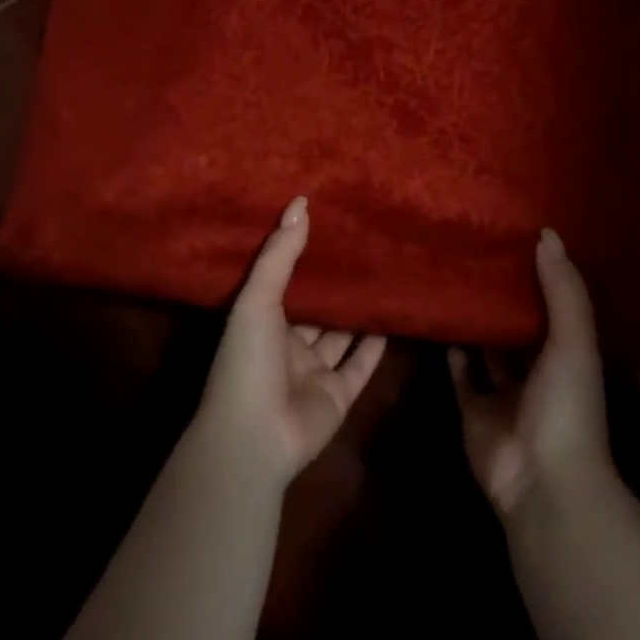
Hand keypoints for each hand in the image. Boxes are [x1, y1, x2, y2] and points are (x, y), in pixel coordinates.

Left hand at [196, 197, 387, 487]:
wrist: (255, 436)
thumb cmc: (248, 360)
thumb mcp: (258, 299)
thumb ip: (281, 254)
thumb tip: (301, 203)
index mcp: (262, 324)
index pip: (284, 285)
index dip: (302, 260)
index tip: (327, 228)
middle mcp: (287, 347)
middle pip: (315, 311)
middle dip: (334, 286)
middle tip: (363, 248)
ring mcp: (313, 374)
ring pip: (340, 336)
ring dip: (356, 313)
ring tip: (382, 277)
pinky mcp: (338, 396)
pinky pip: (360, 366)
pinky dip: (375, 346)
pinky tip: (392, 318)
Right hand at [449, 228, 613, 516]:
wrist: (541, 480)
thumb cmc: (566, 404)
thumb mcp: (573, 340)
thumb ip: (563, 289)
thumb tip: (547, 234)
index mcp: (568, 354)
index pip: (554, 306)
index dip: (539, 276)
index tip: (517, 239)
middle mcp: (538, 371)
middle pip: (519, 327)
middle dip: (503, 298)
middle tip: (477, 254)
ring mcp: (505, 393)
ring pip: (488, 350)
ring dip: (477, 323)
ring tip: (454, 279)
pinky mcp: (474, 410)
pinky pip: (461, 376)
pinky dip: (453, 354)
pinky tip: (441, 320)